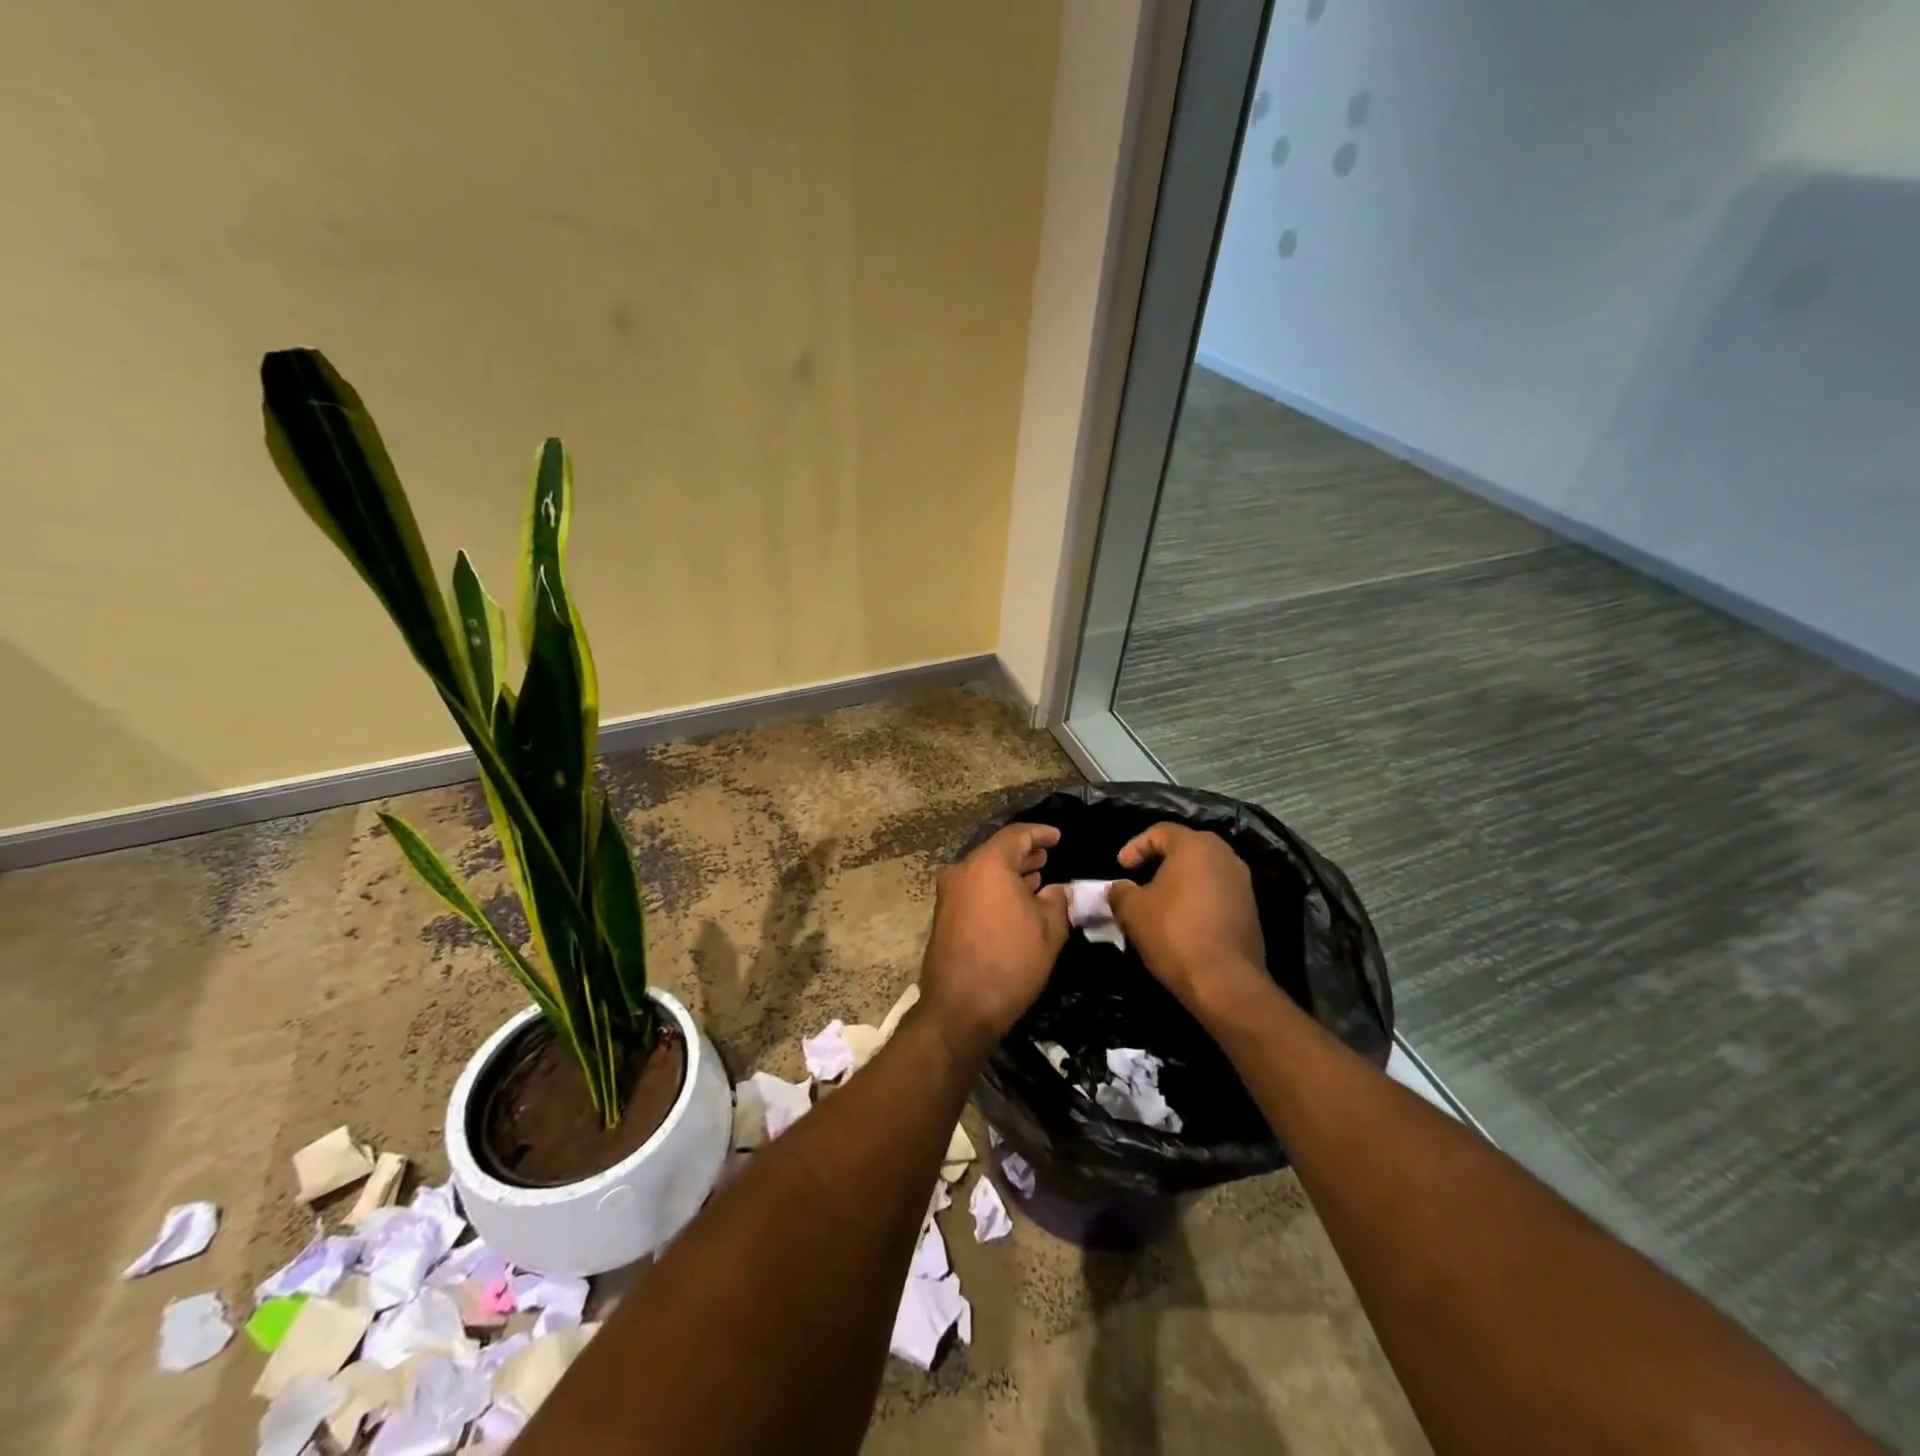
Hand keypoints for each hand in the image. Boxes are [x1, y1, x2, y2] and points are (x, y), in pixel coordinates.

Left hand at [920, 824, 1069, 1047]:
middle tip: (1047, 858)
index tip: (1058, 837)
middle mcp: (962, 871)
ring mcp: (948, 894)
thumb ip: (1058, 899)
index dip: (1040, 833)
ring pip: (983, 871)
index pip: (1016, 835)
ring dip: (1008, 873)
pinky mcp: (943, 915)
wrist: (961, 1006)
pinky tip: (1013, 902)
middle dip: (1024, 854)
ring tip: (1035, 879)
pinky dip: (994, 888)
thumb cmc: (1011, 960)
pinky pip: (973, 889)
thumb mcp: (1049, 928)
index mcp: (988, 864)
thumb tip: (1059, 888)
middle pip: (996, 851)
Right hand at [1106, 824, 1269, 1020]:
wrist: (1225, 982)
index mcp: (1196, 846)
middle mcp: (1224, 856)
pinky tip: (1180, 921)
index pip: (1160, 831)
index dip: (1135, 846)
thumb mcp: (1132, 910)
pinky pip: (1216, 893)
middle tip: (1138, 879)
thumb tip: (1118, 888)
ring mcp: (1242, 883)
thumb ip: (1120, 891)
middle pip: (1185, 848)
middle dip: (1158, 862)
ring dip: (1178, 882)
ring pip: (1203, 871)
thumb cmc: (1174, 933)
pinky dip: (1196, 899)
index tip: (1120, 868)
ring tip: (1157, 903)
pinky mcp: (1250, 910)